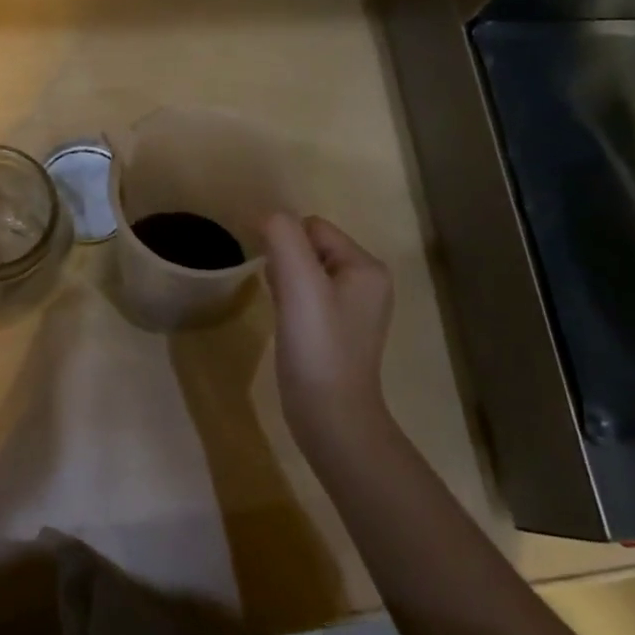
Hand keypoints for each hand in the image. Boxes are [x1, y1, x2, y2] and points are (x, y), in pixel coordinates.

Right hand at [262, 214, 393, 443]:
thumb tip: (268, 217)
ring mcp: (354, 309)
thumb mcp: (298, 283)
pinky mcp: (338, 331)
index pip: (314, 227)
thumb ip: (283, 237)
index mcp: (366, 267)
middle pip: (311, 247)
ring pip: (307, 272)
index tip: (273, 274)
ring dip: (287, 283)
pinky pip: (308, 297)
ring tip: (284, 313)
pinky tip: (287, 325)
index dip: (285, 243)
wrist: (331, 417)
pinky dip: (291, 303)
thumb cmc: (317, 346)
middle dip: (286, 263)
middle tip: (282, 298)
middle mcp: (367, 283)